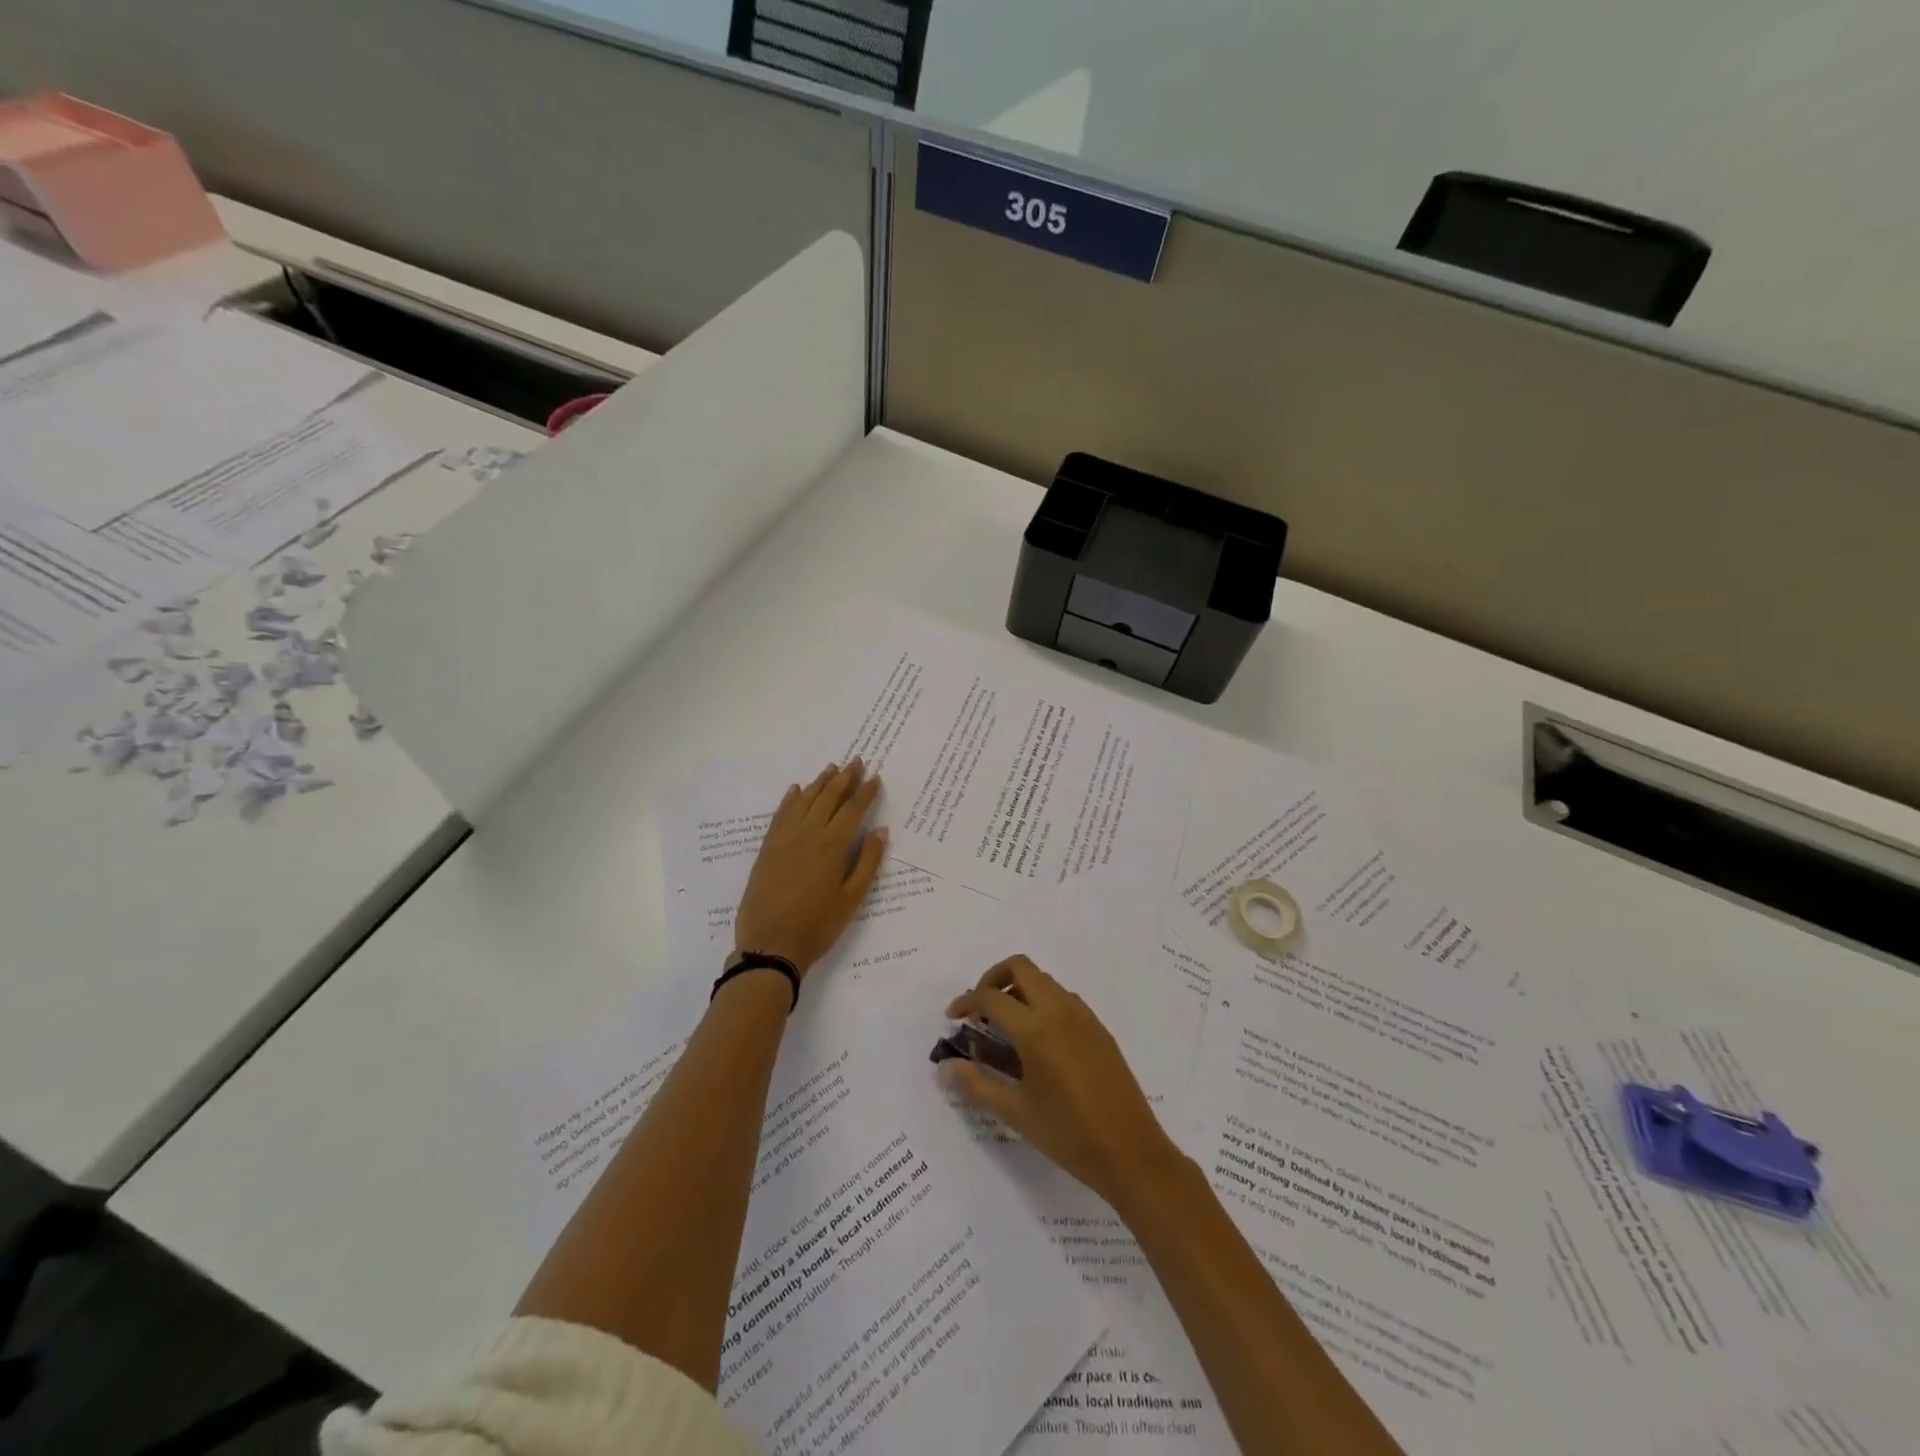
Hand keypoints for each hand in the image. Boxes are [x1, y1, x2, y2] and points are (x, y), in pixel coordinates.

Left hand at [733, 760, 886, 978]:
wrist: (770, 945)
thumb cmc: (818, 925)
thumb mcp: (852, 899)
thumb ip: (867, 862)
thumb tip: (880, 830)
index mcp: (833, 845)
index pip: (853, 809)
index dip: (866, 792)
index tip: (876, 777)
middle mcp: (808, 833)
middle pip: (829, 797)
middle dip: (845, 778)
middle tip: (857, 761)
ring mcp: (784, 838)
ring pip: (805, 800)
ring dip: (820, 782)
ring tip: (832, 768)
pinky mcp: (767, 848)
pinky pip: (780, 814)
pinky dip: (791, 799)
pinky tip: (797, 790)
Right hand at [941, 956, 1180, 1209]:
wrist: (1131, 1152)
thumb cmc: (1068, 1135)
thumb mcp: (1016, 1113)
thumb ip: (977, 1084)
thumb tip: (947, 1067)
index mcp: (1036, 1029)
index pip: (991, 997)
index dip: (966, 1001)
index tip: (953, 1017)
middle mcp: (1060, 1011)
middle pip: (1020, 967)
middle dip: (993, 979)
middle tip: (980, 1009)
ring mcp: (1084, 1016)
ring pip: (1044, 981)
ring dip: (1019, 989)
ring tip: (1006, 1027)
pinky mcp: (1099, 1028)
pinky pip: (1064, 998)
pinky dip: (1042, 1002)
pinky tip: (1038, 1040)